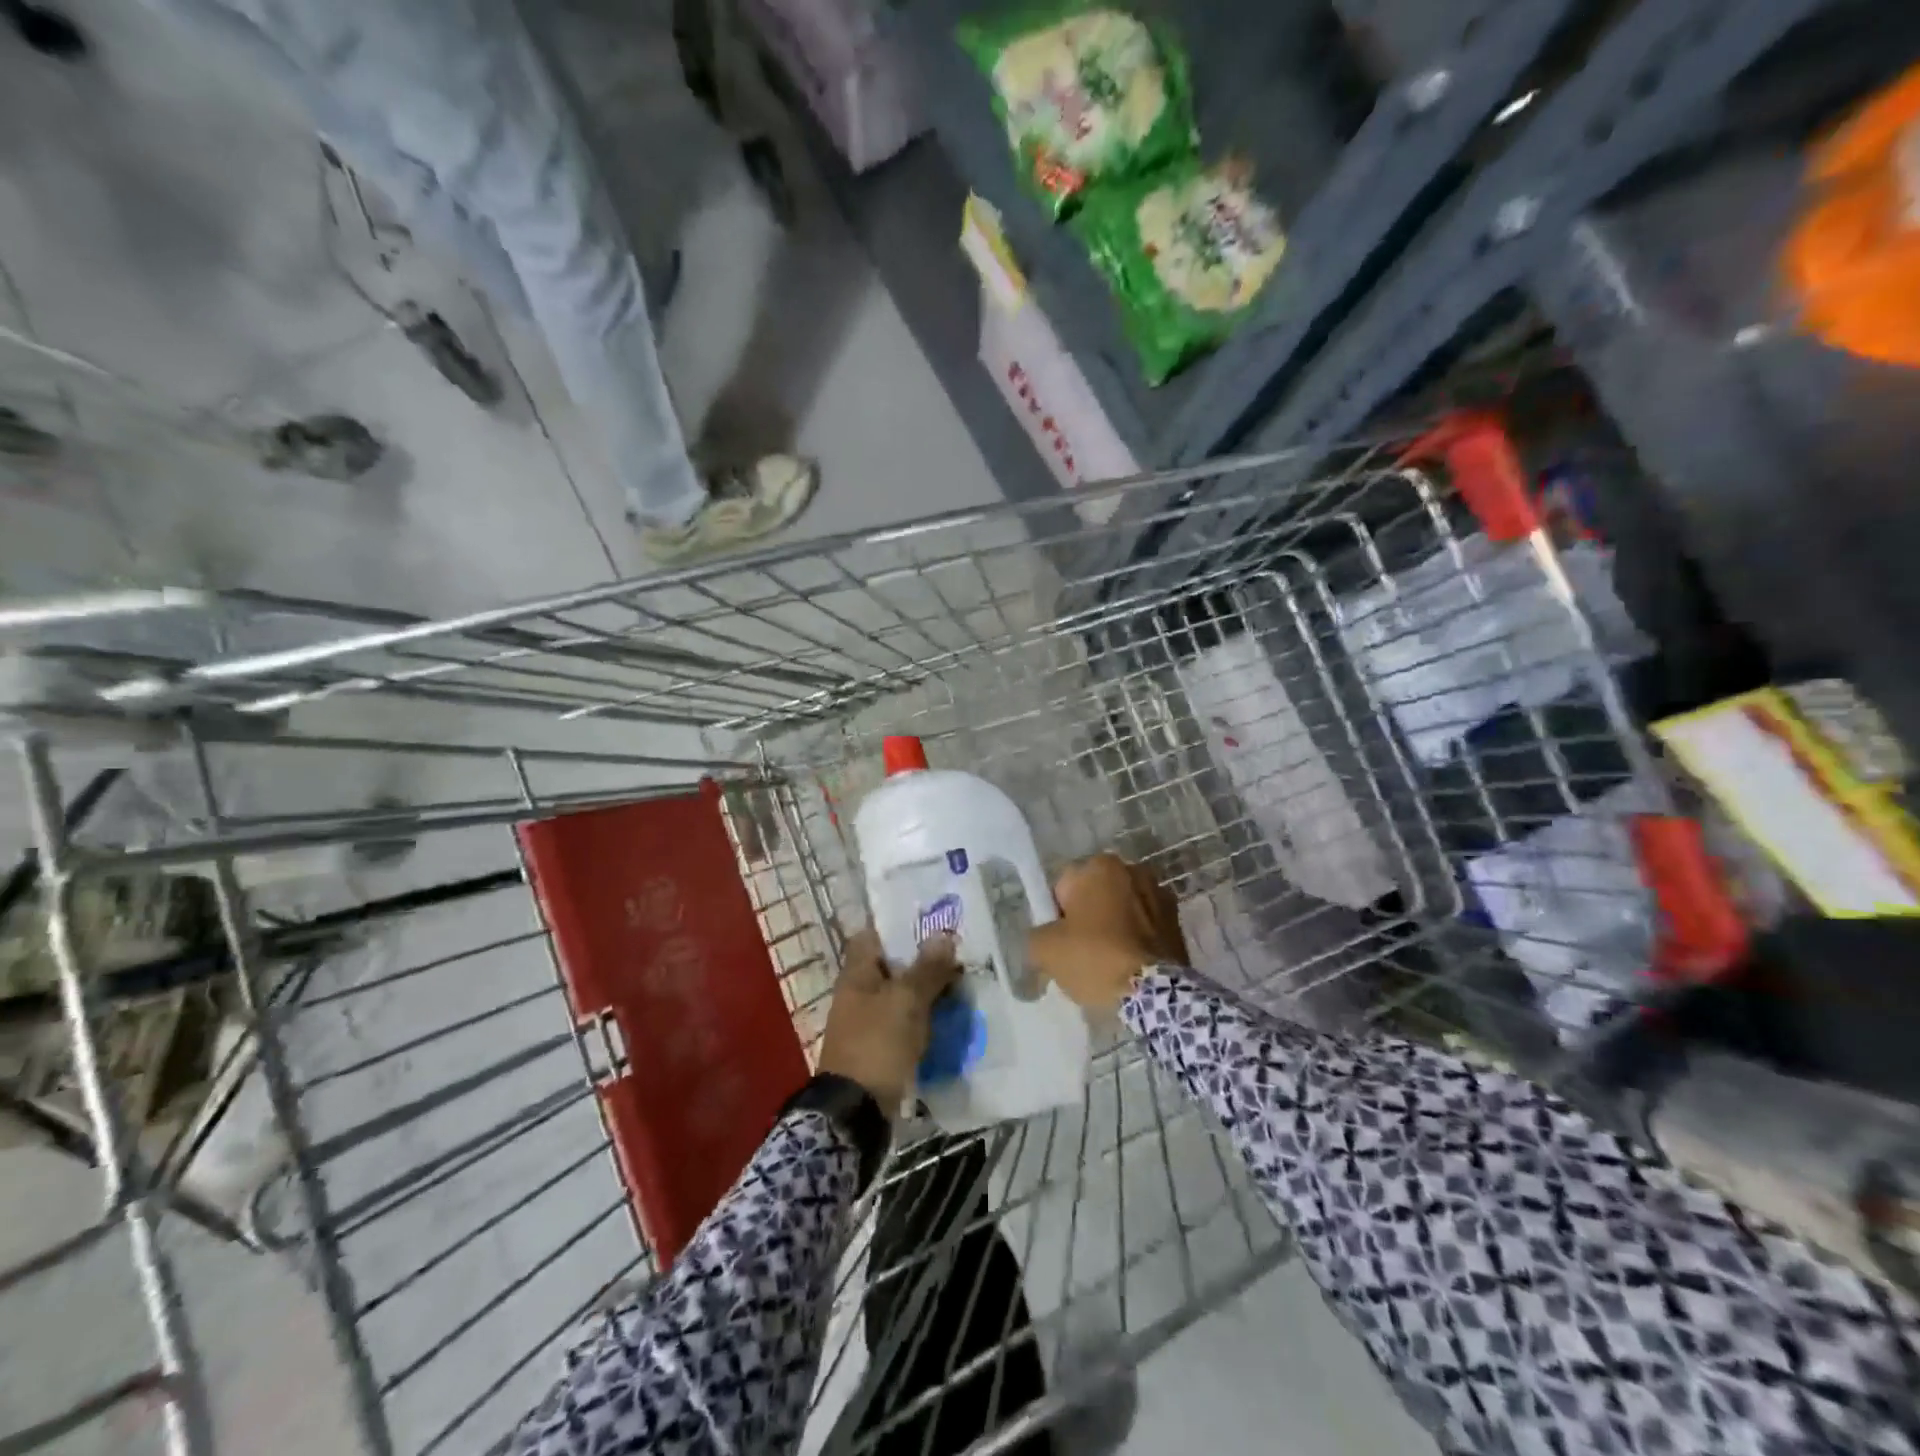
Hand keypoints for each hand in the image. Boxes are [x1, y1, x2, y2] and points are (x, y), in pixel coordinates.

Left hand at [818, 929, 961, 1110]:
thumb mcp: (906, 1002)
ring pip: (901, 995)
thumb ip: (926, 969)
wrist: (856, 1112)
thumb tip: (943, 935)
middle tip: (957, 955)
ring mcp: (868, 1022)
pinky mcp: (879, 1047)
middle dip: (922, 960)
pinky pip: (905, 1022)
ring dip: (926, 990)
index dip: (897, 927)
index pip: (872, 936)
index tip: (929, 923)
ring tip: (961, 984)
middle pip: (891, 966)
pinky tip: (949, 1017)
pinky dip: (923, 1018)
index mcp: (856, 974)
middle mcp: (858, 993)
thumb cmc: (877, 1044)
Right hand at [1028, 854, 1188, 1012]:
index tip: (1061, 943)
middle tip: (1081, 954)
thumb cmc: (1095, 958)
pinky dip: (1135, 941)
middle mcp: (1133, 870)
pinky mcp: (1178, 922)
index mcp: (1100, 866)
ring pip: (1120, 911)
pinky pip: (1143, 928)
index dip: (1057, 917)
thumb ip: (1036, 935)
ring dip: (1113, 928)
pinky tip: (1128, 967)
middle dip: (1087, 919)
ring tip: (1107, 964)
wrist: (1155, 993)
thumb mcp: (1045, 949)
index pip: (1063, 887)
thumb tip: (1045, 939)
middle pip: (1094, 896)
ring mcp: (1160, 895)